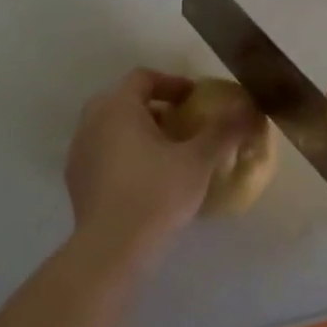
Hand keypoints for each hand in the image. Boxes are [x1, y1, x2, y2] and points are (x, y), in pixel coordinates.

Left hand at [64, 69, 249, 266]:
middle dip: (156, 108)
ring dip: (140, 132)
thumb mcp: (198, 160)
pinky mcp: (76, 181)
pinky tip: (148, 179)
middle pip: (124, 100)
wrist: (112, 249)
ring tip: (169, 152)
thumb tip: (250, 107)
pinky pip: (104, 154)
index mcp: (117, 107)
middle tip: (184, 124)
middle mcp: (91, 122)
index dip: (173, 83)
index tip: (196, 99)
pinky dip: (125, 155)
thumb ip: (224, 129)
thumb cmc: (156, 194)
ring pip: (112, 128)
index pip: (143, 78)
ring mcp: (79, 152)